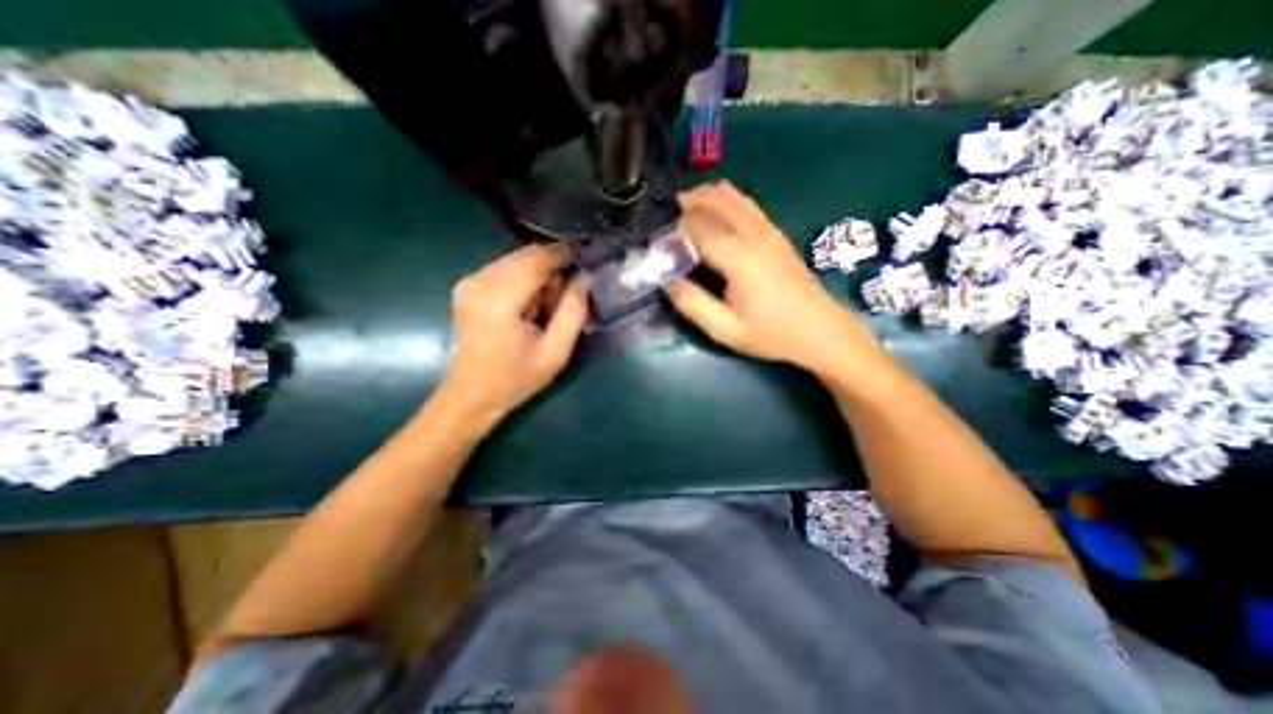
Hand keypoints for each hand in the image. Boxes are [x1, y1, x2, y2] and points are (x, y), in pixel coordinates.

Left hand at [440, 242, 588, 430]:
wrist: (473, 394)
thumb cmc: (517, 378)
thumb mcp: (556, 351)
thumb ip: (573, 312)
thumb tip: (584, 278)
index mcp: (500, 300)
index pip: (537, 260)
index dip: (564, 255)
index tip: (586, 259)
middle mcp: (480, 282)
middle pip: (526, 255)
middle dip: (553, 266)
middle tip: (569, 291)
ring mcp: (470, 281)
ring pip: (517, 259)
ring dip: (539, 273)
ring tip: (548, 303)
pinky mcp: (467, 285)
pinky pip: (505, 267)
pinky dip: (524, 278)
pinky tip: (529, 303)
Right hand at [661, 182, 881, 376]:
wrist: (821, 330)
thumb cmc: (772, 335)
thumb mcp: (727, 331)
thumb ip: (694, 305)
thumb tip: (667, 281)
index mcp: (740, 260)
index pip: (701, 229)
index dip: (677, 231)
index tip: (661, 244)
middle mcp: (755, 237)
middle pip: (717, 204)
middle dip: (691, 203)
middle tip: (670, 213)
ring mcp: (769, 232)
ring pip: (734, 198)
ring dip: (708, 195)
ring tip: (688, 200)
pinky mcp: (777, 234)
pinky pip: (749, 204)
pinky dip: (728, 197)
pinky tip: (718, 202)